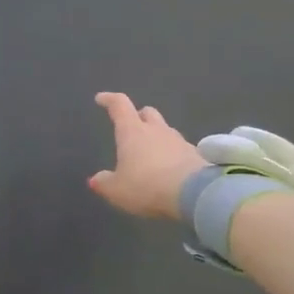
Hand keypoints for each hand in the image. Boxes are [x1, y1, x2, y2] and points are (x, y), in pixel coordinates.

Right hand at [88, 92, 209, 219]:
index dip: (109, 99)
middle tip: (132, 128)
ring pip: (166, 130)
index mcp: (132, 132)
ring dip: (157, 137)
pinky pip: (180, 149)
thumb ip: (104, 183)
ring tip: (151, 154)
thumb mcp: (117, 190)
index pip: (120, 105)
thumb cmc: (147, 186)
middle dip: (139, 117)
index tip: (101, 98)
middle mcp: (156, 130)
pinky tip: (170, 170)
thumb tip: (96, 179)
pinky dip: (173, 155)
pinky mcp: (196, 155)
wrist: (195, 194)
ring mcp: (179, 141)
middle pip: (148, 113)